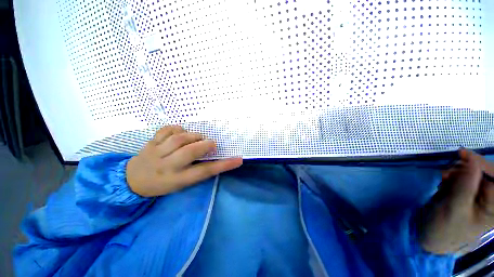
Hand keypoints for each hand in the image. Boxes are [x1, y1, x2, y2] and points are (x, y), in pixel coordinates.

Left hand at [126, 125, 242, 196]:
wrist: (132, 180)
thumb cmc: (162, 184)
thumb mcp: (182, 183)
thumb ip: (198, 170)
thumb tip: (215, 158)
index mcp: (177, 179)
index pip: (204, 172)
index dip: (223, 165)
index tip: (238, 160)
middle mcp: (166, 166)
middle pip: (190, 152)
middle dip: (206, 145)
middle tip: (212, 144)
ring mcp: (156, 153)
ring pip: (179, 139)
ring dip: (194, 136)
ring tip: (198, 138)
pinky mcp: (150, 142)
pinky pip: (166, 130)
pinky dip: (178, 129)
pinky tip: (182, 132)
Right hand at [419, 149, 493, 253]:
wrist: (431, 236)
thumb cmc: (444, 227)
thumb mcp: (455, 207)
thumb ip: (465, 184)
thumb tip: (471, 159)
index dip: (481, 163)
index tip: (461, 154)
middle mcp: (491, 199)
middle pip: (486, 173)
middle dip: (467, 167)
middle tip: (447, 171)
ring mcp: (480, 195)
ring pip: (474, 172)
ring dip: (457, 171)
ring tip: (443, 178)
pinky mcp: (468, 193)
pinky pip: (464, 176)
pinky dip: (453, 175)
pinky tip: (444, 180)